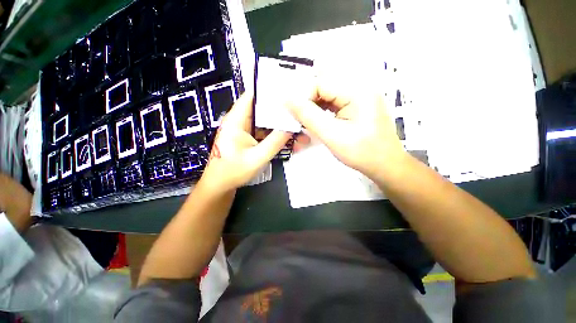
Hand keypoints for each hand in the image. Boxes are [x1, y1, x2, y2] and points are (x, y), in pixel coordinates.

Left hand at [201, 91, 291, 191]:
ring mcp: (245, 130)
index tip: (289, 91)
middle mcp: (240, 121)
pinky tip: (290, 138)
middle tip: (300, 111)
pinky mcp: (249, 138)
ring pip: (266, 121)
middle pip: (262, 109)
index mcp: (236, 120)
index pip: (252, 96)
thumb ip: (275, 142)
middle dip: (281, 111)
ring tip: (299, 127)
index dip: (269, 91)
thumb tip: (292, 127)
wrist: (220, 186)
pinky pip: (265, 132)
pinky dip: (276, 134)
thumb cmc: (233, 172)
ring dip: (281, 125)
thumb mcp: (257, 158)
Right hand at [286, 81, 406, 179]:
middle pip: (324, 87)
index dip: (304, 98)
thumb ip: (308, 116)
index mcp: (357, 91)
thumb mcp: (332, 135)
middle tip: (300, 121)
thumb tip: (288, 99)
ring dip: (315, 108)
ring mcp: (360, 96)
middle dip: (308, 103)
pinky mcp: (358, 106)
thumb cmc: (361, 153)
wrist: (385, 166)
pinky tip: (319, 123)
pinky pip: (334, 103)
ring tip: (308, 124)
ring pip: (328, 95)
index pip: (320, 83)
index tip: (295, 116)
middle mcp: (360, 87)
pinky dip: (323, 112)